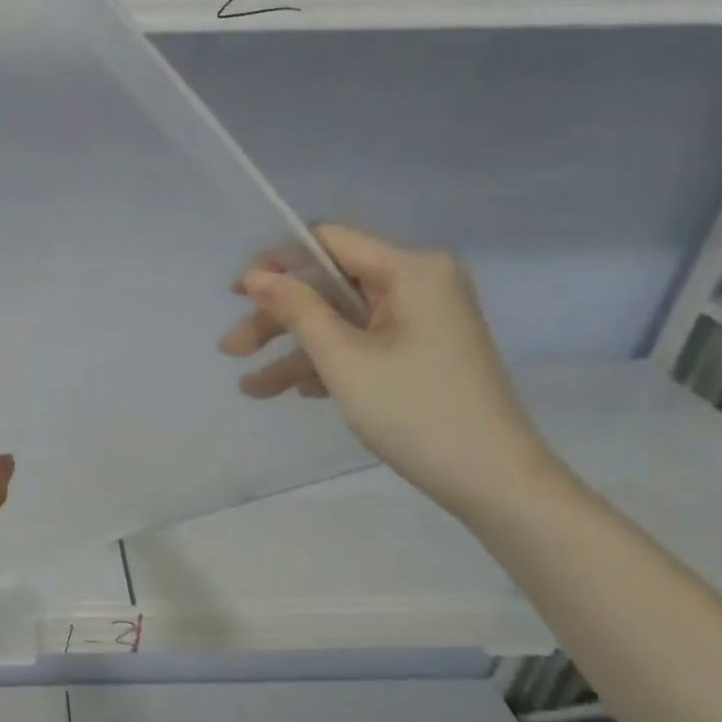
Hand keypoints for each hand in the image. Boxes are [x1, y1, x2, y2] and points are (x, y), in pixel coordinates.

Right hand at [219, 224, 558, 518]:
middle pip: (330, 287)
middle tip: (230, 350)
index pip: (329, 243)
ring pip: (341, 322)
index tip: (236, 294)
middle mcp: (419, 284)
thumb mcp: (345, 360)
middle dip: (278, 320)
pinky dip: (326, 365)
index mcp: (411, 270)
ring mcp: (421, 320)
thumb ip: (298, 311)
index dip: (277, 263)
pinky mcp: (420, 352)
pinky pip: (362, 345)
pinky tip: (293, 392)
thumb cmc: (415, 411)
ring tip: (249, 389)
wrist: (491, 478)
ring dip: (294, 352)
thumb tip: (256, 276)